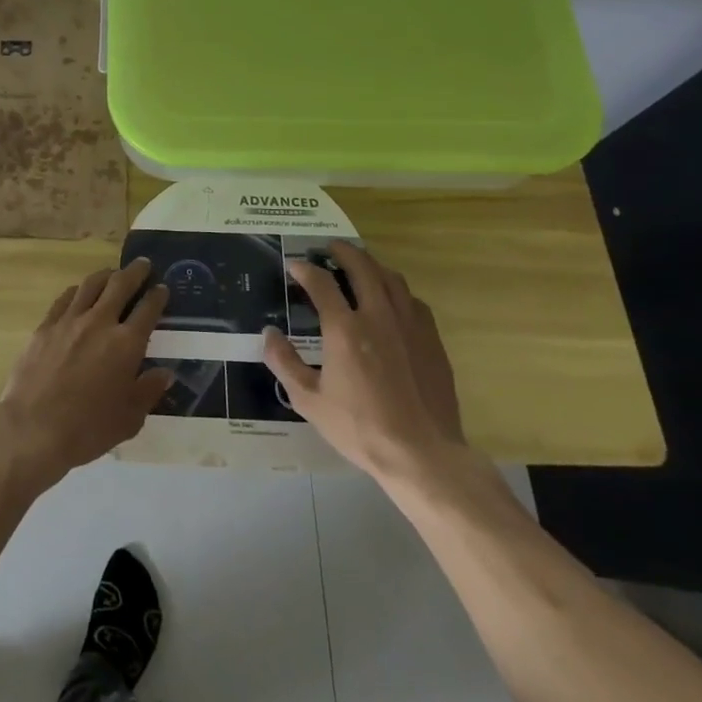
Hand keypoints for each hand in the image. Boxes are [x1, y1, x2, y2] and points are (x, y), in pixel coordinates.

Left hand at [0, 259, 172, 483]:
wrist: (33, 428)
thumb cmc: (87, 429)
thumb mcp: (129, 419)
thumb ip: (148, 391)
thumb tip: (163, 373)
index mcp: (126, 344)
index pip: (148, 310)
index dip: (157, 296)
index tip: (162, 288)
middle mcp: (100, 322)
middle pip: (120, 285)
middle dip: (135, 272)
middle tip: (143, 264)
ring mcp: (69, 321)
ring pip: (91, 285)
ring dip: (106, 275)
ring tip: (112, 273)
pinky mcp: (45, 326)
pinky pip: (65, 298)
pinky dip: (78, 290)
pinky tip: (80, 292)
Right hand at [264, 241, 470, 487]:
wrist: (422, 453)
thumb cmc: (359, 428)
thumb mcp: (308, 400)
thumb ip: (284, 362)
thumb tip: (269, 334)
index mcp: (345, 329)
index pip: (321, 283)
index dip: (304, 268)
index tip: (294, 265)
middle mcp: (378, 316)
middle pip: (362, 267)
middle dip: (343, 252)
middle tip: (330, 247)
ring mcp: (410, 326)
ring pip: (392, 279)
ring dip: (372, 265)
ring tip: (360, 265)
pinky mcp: (432, 340)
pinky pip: (413, 301)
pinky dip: (397, 291)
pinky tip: (392, 300)